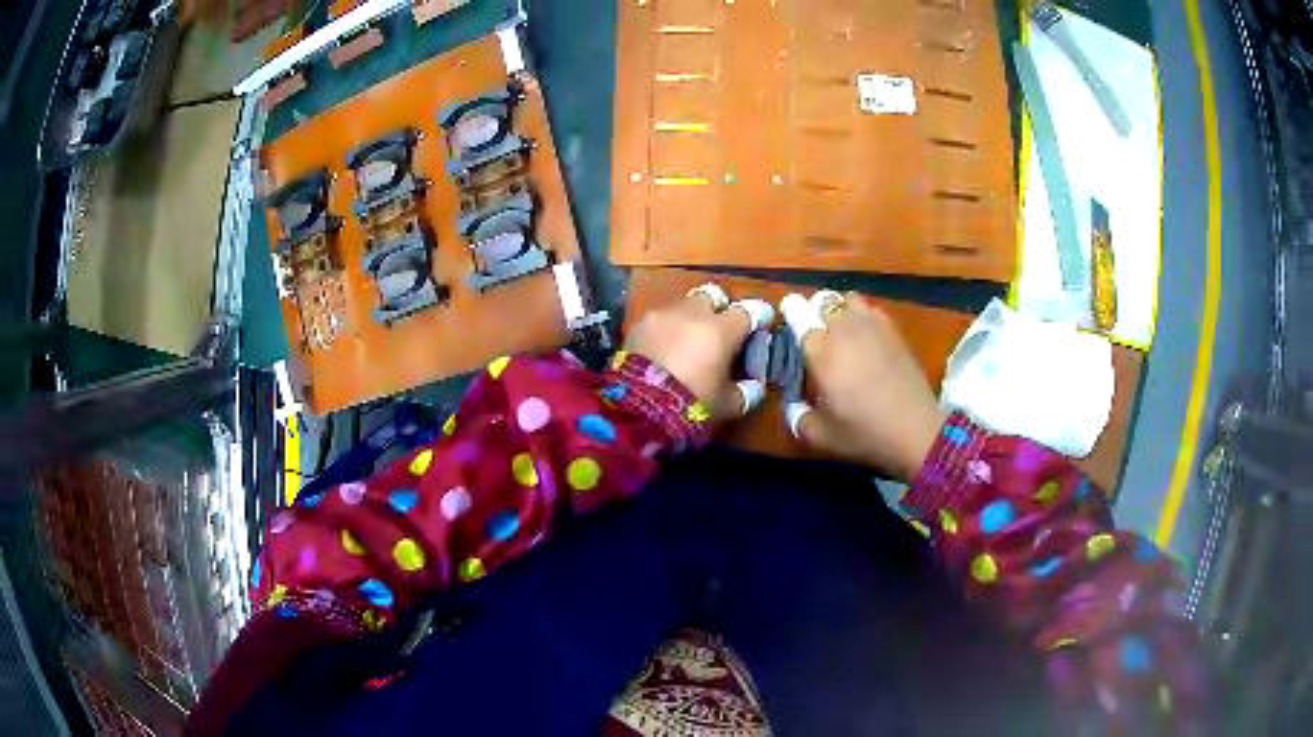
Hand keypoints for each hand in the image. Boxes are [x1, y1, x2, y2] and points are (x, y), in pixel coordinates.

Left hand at [624, 283, 773, 421]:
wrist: (637, 410)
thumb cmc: (691, 405)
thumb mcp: (727, 405)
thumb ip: (745, 392)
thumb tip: (754, 387)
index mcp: (722, 330)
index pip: (749, 310)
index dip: (758, 315)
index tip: (761, 323)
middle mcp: (694, 313)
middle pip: (713, 296)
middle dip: (718, 308)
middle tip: (719, 330)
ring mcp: (663, 315)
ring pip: (683, 305)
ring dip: (690, 318)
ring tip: (687, 342)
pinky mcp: (638, 324)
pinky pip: (659, 319)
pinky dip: (666, 329)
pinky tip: (663, 349)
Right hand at [782, 291, 944, 479]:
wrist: (915, 429)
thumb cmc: (864, 432)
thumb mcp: (821, 435)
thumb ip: (798, 418)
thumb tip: (793, 406)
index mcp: (819, 349)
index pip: (797, 313)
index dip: (790, 314)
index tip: (789, 325)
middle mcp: (843, 328)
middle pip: (822, 302)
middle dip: (814, 312)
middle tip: (815, 333)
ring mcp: (871, 325)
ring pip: (847, 299)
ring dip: (840, 309)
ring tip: (840, 329)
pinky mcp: (893, 330)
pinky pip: (871, 309)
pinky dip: (863, 315)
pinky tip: (865, 336)